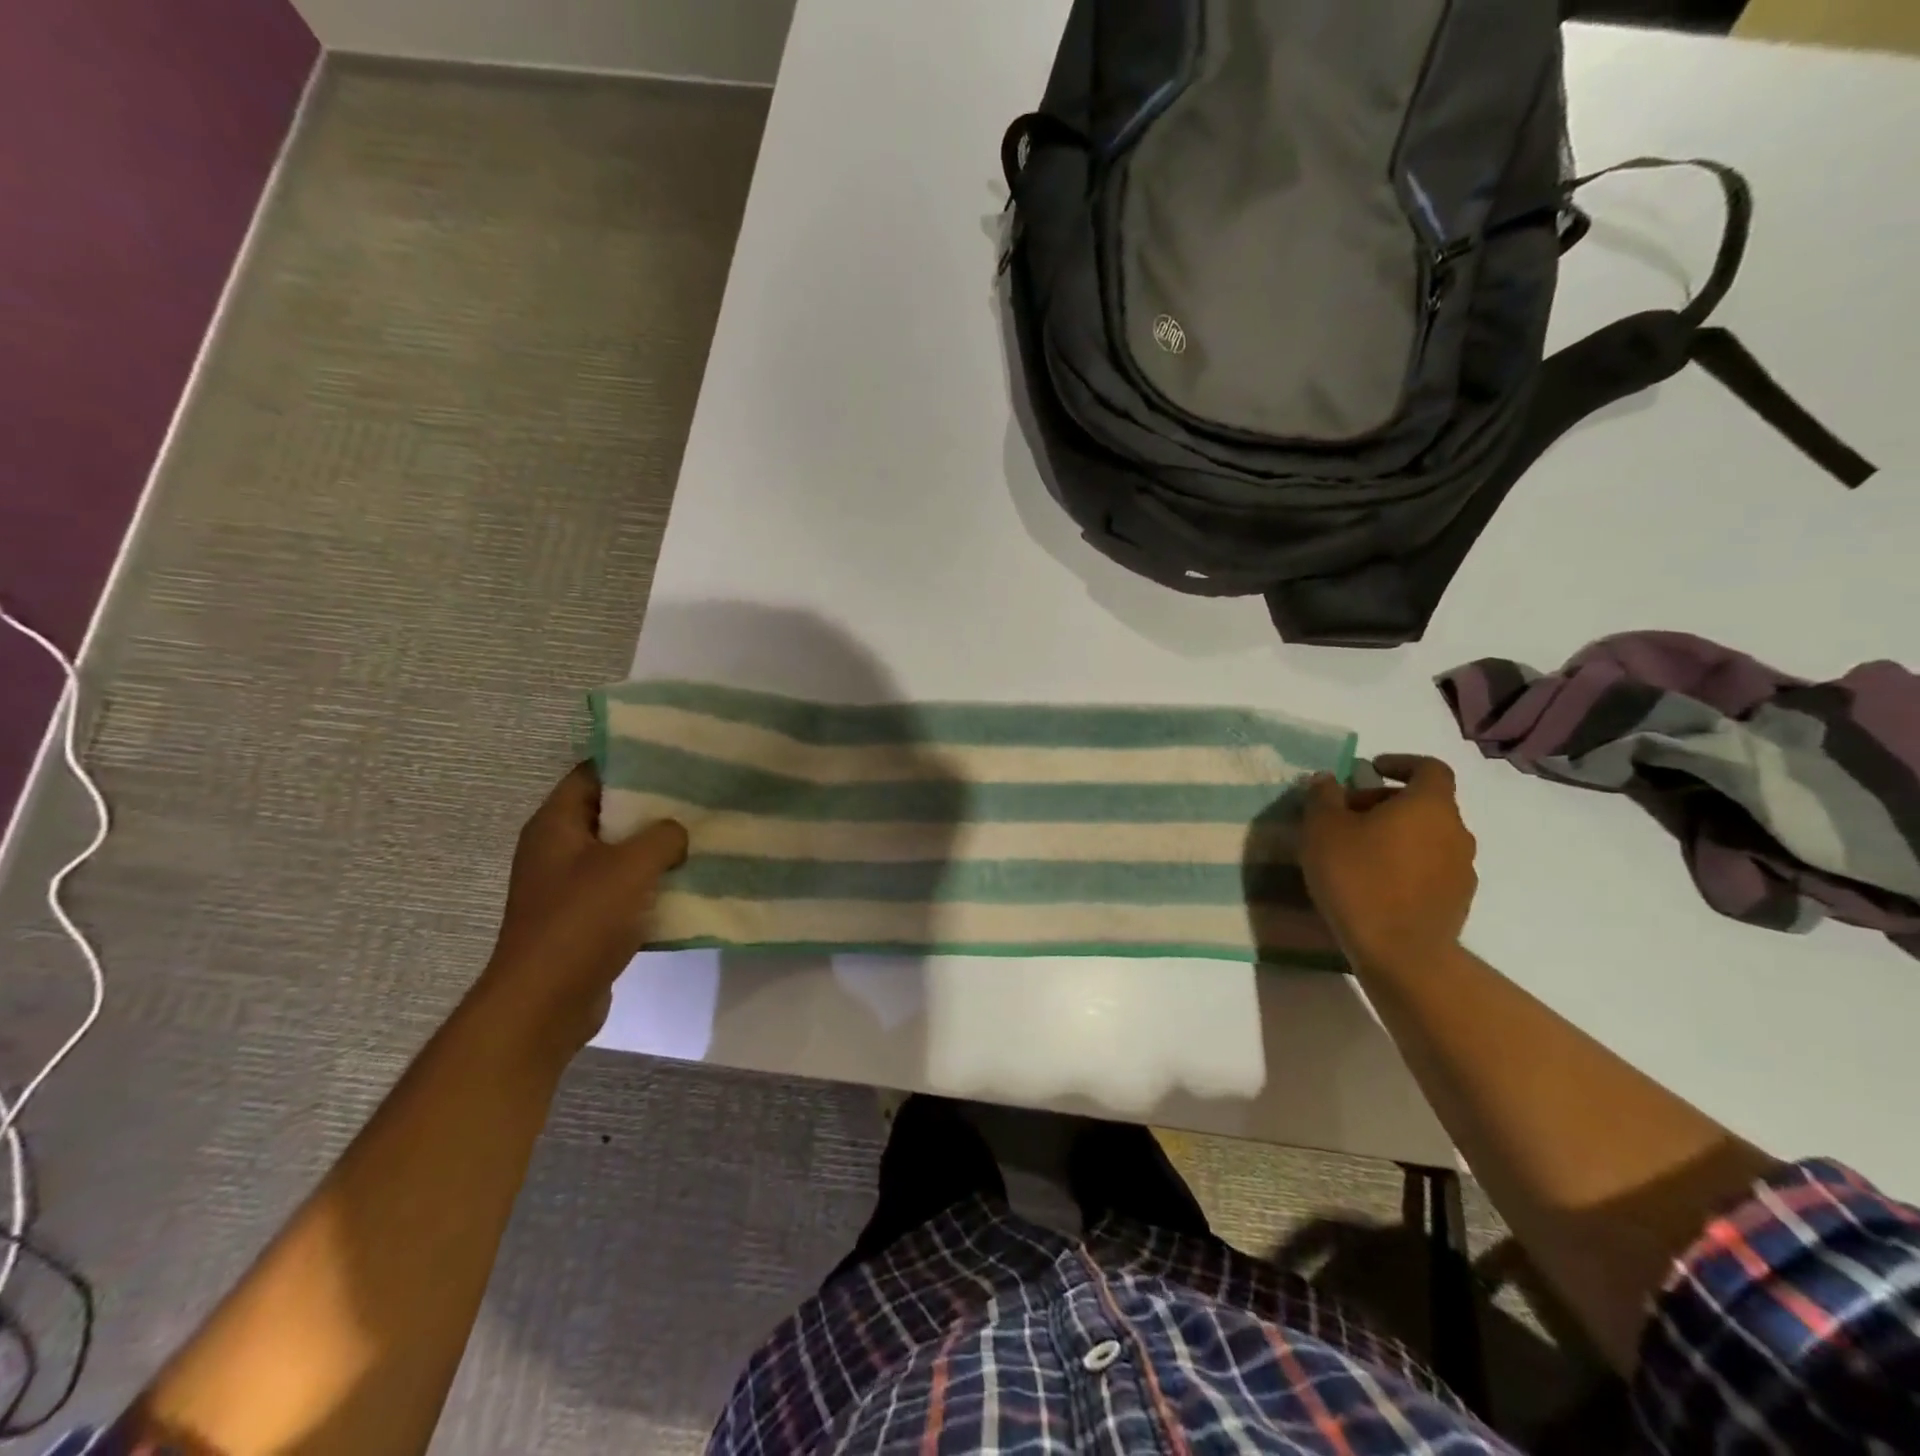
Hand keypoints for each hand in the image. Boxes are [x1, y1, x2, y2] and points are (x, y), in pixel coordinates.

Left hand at [480, 764, 687, 1050]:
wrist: (545, 1003)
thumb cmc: (582, 920)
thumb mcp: (632, 865)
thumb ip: (663, 835)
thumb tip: (676, 833)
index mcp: (555, 824)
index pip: (592, 773)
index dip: (631, 763)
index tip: (675, 760)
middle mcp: (555, 849)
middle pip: (608, 812)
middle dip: (651, 807)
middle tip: (697, 798)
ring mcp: (566, 886)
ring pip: (618, 853)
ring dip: (654, 849)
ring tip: (699, 837)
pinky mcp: (581, 919)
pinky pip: (621, 888)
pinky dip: (649, 884)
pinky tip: (685, 883)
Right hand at [1301, 754, 1476, 974]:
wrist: (1400, 953)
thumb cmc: (1358, 878)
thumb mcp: (1323, 829)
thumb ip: (1324, 796)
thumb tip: (1327, 779)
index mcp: (1429, 805)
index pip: (1429, 768)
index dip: (1401, 763)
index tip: (1371, 770)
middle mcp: (1455, 831)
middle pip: (1425, 804)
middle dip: (1386, 803)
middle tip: (1347, 816)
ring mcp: (1462, 869)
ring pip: (1428, 837)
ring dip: (1397, 835)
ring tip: (1358, 852)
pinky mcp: (1457, 901)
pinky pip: (1430, 868)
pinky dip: (1406, 864)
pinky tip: (1375, 883)